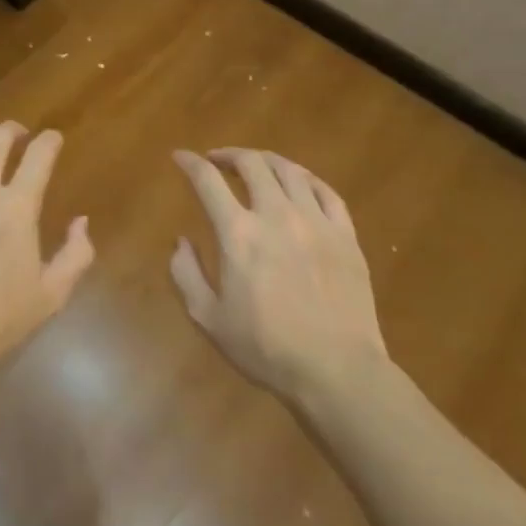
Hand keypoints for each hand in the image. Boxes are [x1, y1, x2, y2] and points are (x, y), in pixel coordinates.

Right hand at [170, 148, 388, 399]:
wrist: (336, 370)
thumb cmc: (265, 348)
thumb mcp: (208, 318)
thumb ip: (186, 273)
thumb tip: (181, 241)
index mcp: (238, 233)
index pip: (207, 181)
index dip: (190, 163)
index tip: (180, 156)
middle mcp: (276, 214)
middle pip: (252, 164)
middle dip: (229, 154)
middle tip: (217, 161)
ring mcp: (316, 221)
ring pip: (290, 170)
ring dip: (266, 161)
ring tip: (256, 166)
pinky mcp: (345, 234)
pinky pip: (326, 191)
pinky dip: (306, 179)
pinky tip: (299, 183)